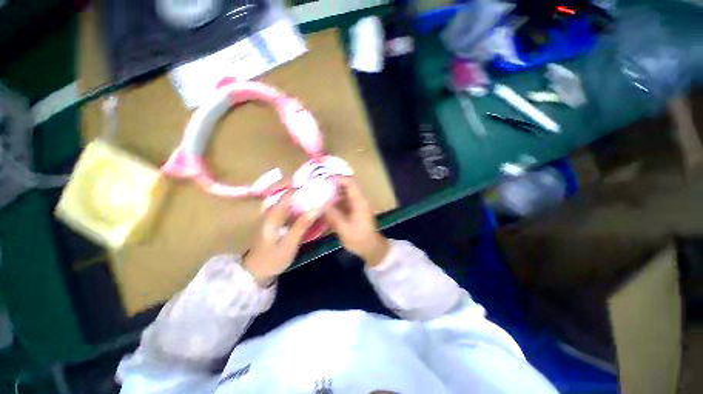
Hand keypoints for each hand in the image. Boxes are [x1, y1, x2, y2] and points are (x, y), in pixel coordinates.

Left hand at [243, 192, 317, 284]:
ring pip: (290, 202)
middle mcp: (272, 212)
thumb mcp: (289, 244)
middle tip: (320, 190)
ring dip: (303, 199)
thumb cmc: (271, 259)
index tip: (316, 184)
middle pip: (289, 196)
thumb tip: (316, 208)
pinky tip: (309, 210)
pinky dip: (299, 208)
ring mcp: (273, 217)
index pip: (288, 194)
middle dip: (304, 192)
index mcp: (273, 215)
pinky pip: (289, 210)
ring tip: (318, 197)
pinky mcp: (276, 223)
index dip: (302, 187)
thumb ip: (301, 226)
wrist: (255, 272)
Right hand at [324, 177, 389, 266]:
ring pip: (344, 193)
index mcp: (359, 201)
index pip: (349, 182)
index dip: (337, 179)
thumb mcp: (344, 228)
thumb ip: (332, 214)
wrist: (371, 247)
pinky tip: (326, 206)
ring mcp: (357, 204)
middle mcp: (359, 199)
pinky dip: (336, 201)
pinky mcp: (355, 210)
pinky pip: (344, 201)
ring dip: (333, 193)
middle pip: (346, 186)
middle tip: (318, 188)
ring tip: (320, 196)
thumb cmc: (359, 238)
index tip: (323, 181)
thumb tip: (321, 203)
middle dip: (333, 185)